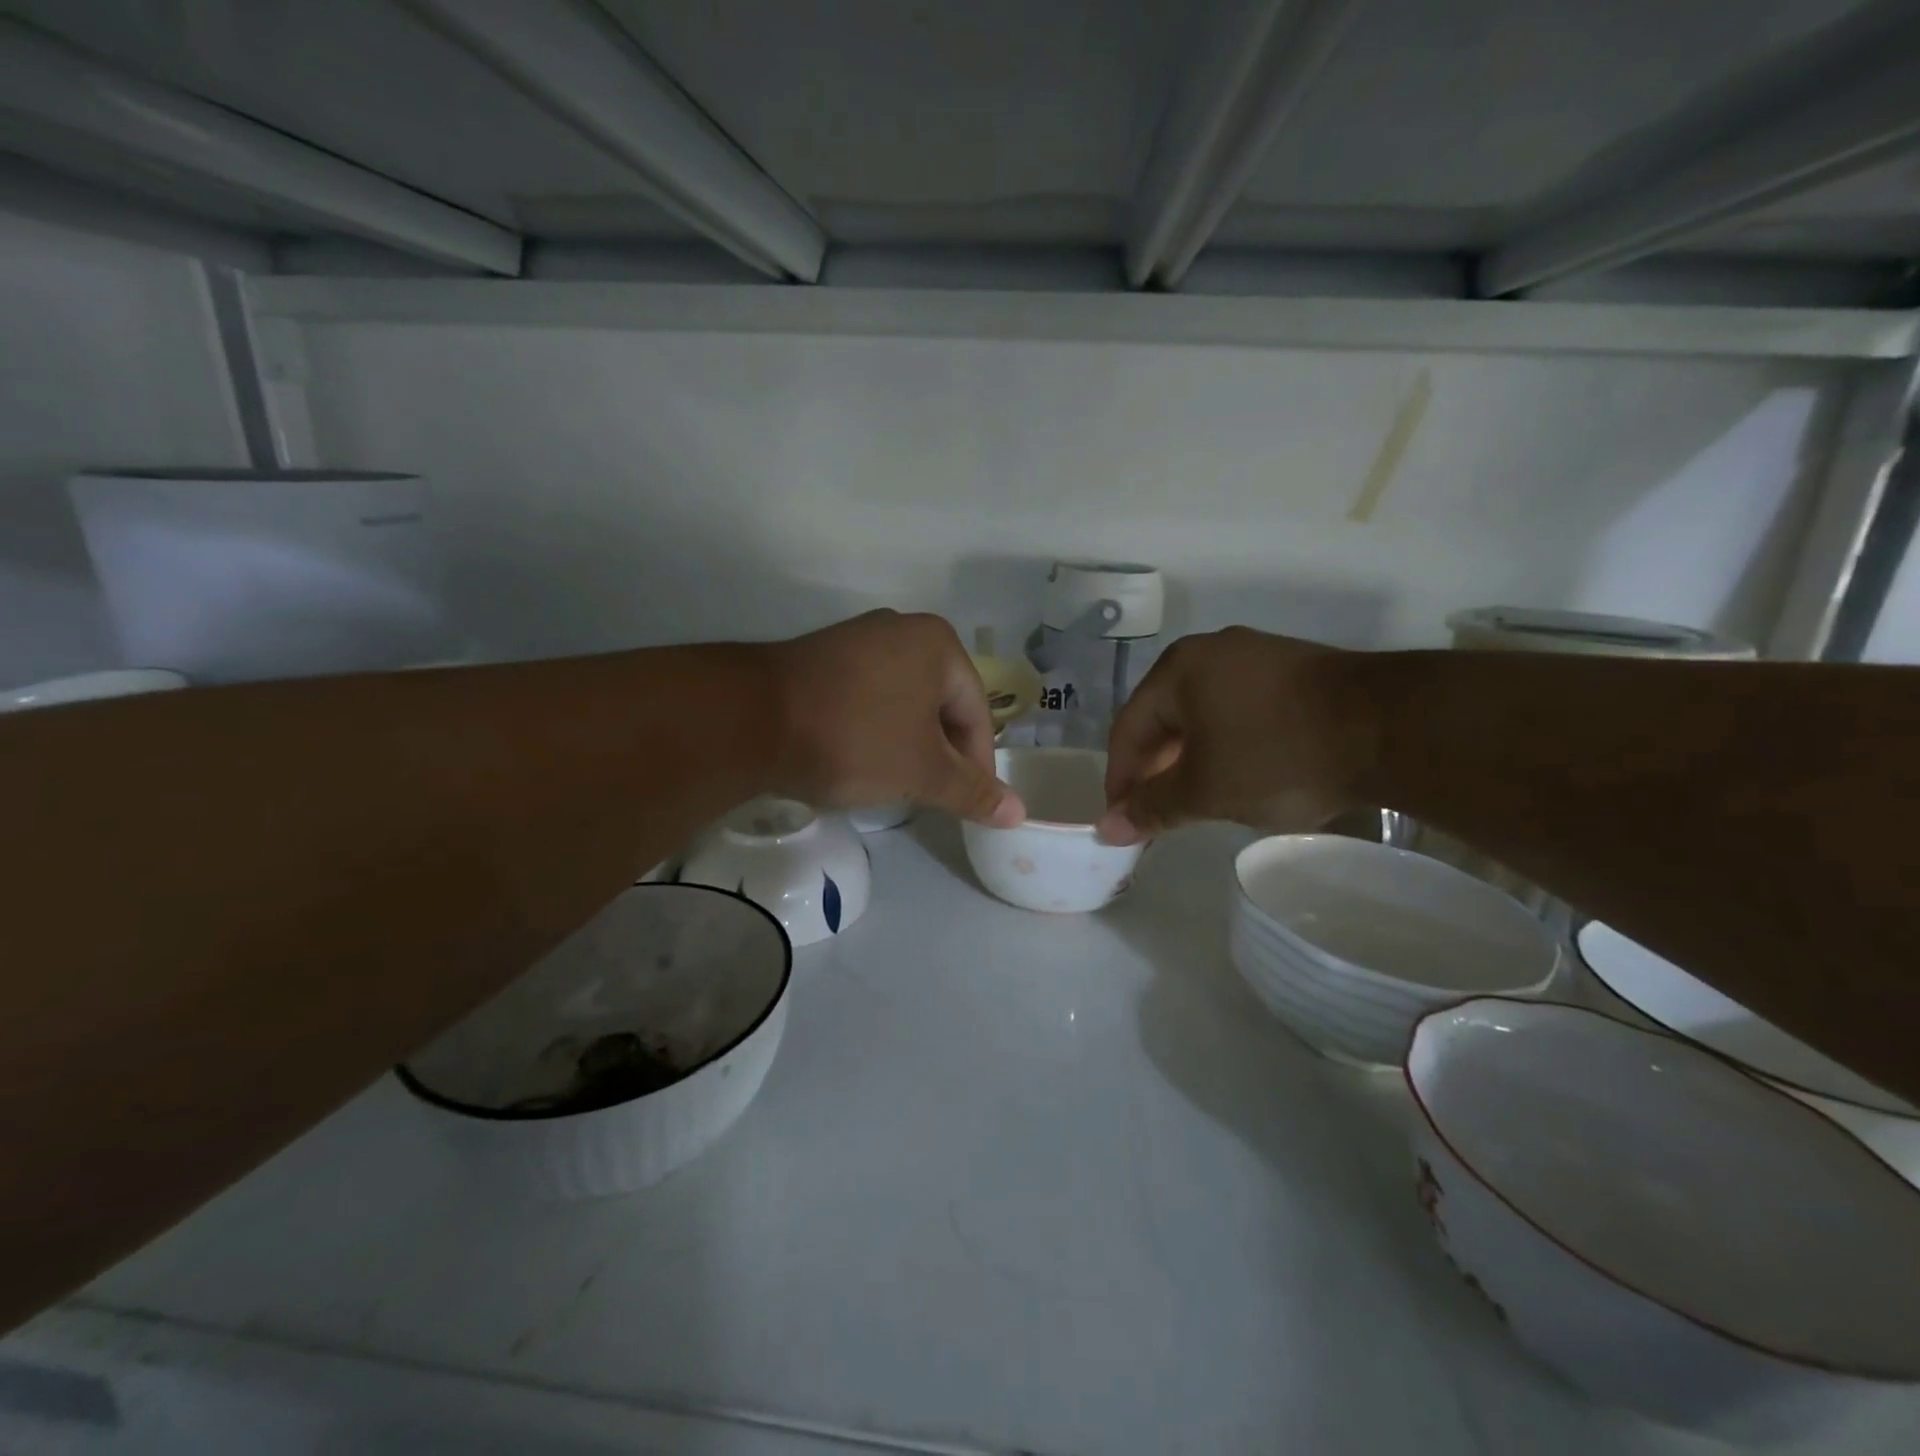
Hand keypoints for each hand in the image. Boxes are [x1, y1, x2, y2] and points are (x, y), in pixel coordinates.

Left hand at [766, 611, 1023, 826]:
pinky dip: (873, 729)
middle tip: (931, 795)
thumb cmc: (855, 739)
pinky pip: (867, 696)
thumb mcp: (922, 772)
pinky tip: (858, 757)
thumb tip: (1019, 814)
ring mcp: (857, 638)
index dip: (978, 765)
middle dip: (940, 754)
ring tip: (895, 782)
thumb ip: (972, 792)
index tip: (967, 804)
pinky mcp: (822, 656)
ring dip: (907, 744)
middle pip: (940, 705)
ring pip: (903, 702)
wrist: (751, 719)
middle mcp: (902, 629)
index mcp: (939, 644)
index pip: (977, 713)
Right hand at [1098, 627, 1377, 843]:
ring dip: (1190, 760)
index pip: (1127, 729)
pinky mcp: (1292, 669)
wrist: (1393, 728)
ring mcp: (1255, 655)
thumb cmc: (1278, 756)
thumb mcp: (1206, 790)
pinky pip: (1238, 709)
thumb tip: (1108, 828)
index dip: (1120, 780)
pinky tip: (1240, 773)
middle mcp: (1210, 652)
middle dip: (1156, 770)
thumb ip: (1153, 808)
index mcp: (1177, 670)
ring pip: (1202, 715)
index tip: (1122, 822)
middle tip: (1157, 815)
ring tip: (1197, 800)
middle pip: (1163, 718)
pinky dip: (1226, 744)